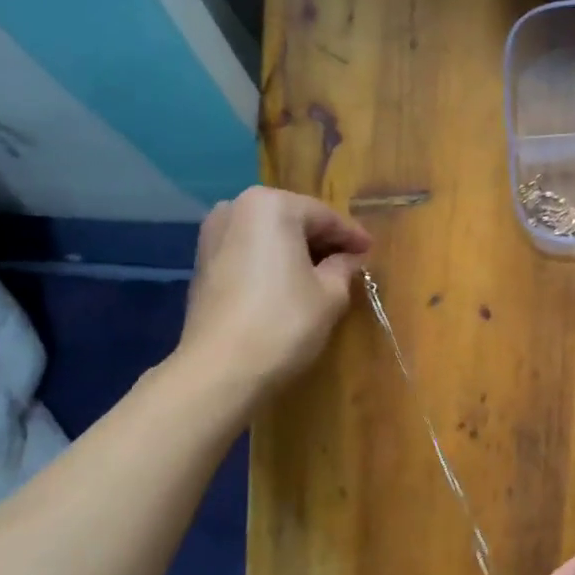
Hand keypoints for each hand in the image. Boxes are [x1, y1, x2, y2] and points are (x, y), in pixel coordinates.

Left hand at [179, 187, 371, 396]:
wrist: (221, 369)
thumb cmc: (284, 323)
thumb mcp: (330, 295)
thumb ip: (344, 268)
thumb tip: (350, 258)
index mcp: (272, 205)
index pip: (324, 216)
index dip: (352, 236)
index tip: (371, 252)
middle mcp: (236, 208)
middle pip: (293, 220)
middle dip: (322, 241)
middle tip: (350, 263)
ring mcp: (213, 235)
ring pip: (268, 236)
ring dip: (296, 252)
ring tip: (322, 275)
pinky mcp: (203, 263)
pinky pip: (249, 253)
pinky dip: (272, 263)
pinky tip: (289, 284)